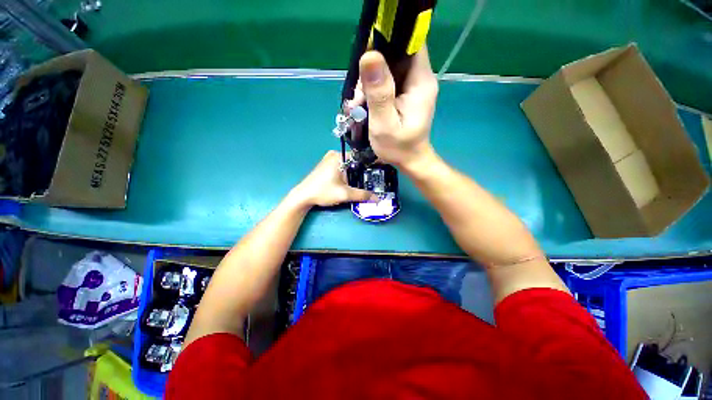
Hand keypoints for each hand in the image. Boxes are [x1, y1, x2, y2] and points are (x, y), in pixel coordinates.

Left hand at [290, 151, 377, 206]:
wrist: (303, 196)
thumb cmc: (323, 191)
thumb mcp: (344, 194)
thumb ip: (362, 195)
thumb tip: (378, 199)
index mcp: (339, 156)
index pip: (360, 156)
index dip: (371, 164)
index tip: (381, 171)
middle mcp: (334, 154)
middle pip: (355, 161)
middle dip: (364, 170)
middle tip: (376, 179)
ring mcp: (329, 159)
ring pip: (349, 165)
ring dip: (356, 173)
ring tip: (367, 182)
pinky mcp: (326, 165)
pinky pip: (342, 167)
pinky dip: (349, 174)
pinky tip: (354, 182)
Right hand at [347, 47, 437, 168]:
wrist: (410, 160)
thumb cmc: (399, 145)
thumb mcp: (384, 121)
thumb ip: (379, 89)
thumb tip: (369, 55)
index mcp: (421, 81)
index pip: (413, 44)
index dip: (393, 37)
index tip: (370, 45)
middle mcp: (421, 76)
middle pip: (397, 52)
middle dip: (374, 62)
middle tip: (360, 88)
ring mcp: (414, 81)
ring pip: (389, 62)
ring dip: (370, 75)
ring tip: (360, 99)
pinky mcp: (406, 86)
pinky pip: (387, 73)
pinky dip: (373, 82)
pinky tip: (364, 99)